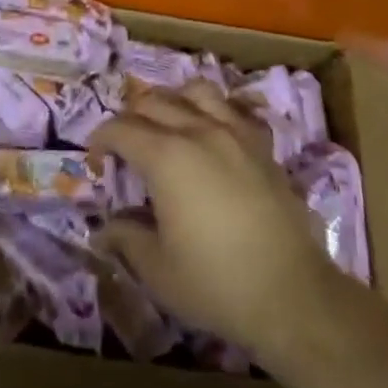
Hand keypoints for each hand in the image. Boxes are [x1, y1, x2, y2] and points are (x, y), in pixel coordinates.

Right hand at [90, 81, 346, 362]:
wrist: (292, 295)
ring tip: (168, 126)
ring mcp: (234, 134)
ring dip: (174, 101)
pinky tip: (211, 136)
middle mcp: (198, 131)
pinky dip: (213, 112)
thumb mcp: (158, 270)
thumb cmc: (216, 284)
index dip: (101, 139)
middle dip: (131, 117)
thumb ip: (126, 238)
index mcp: (165, 157)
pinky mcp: (262, 146)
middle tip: (125, 146)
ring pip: (196, 91)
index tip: (96, 160)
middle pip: (154, 102)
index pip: (121, 129)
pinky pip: (233, 110)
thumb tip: (104, 228)